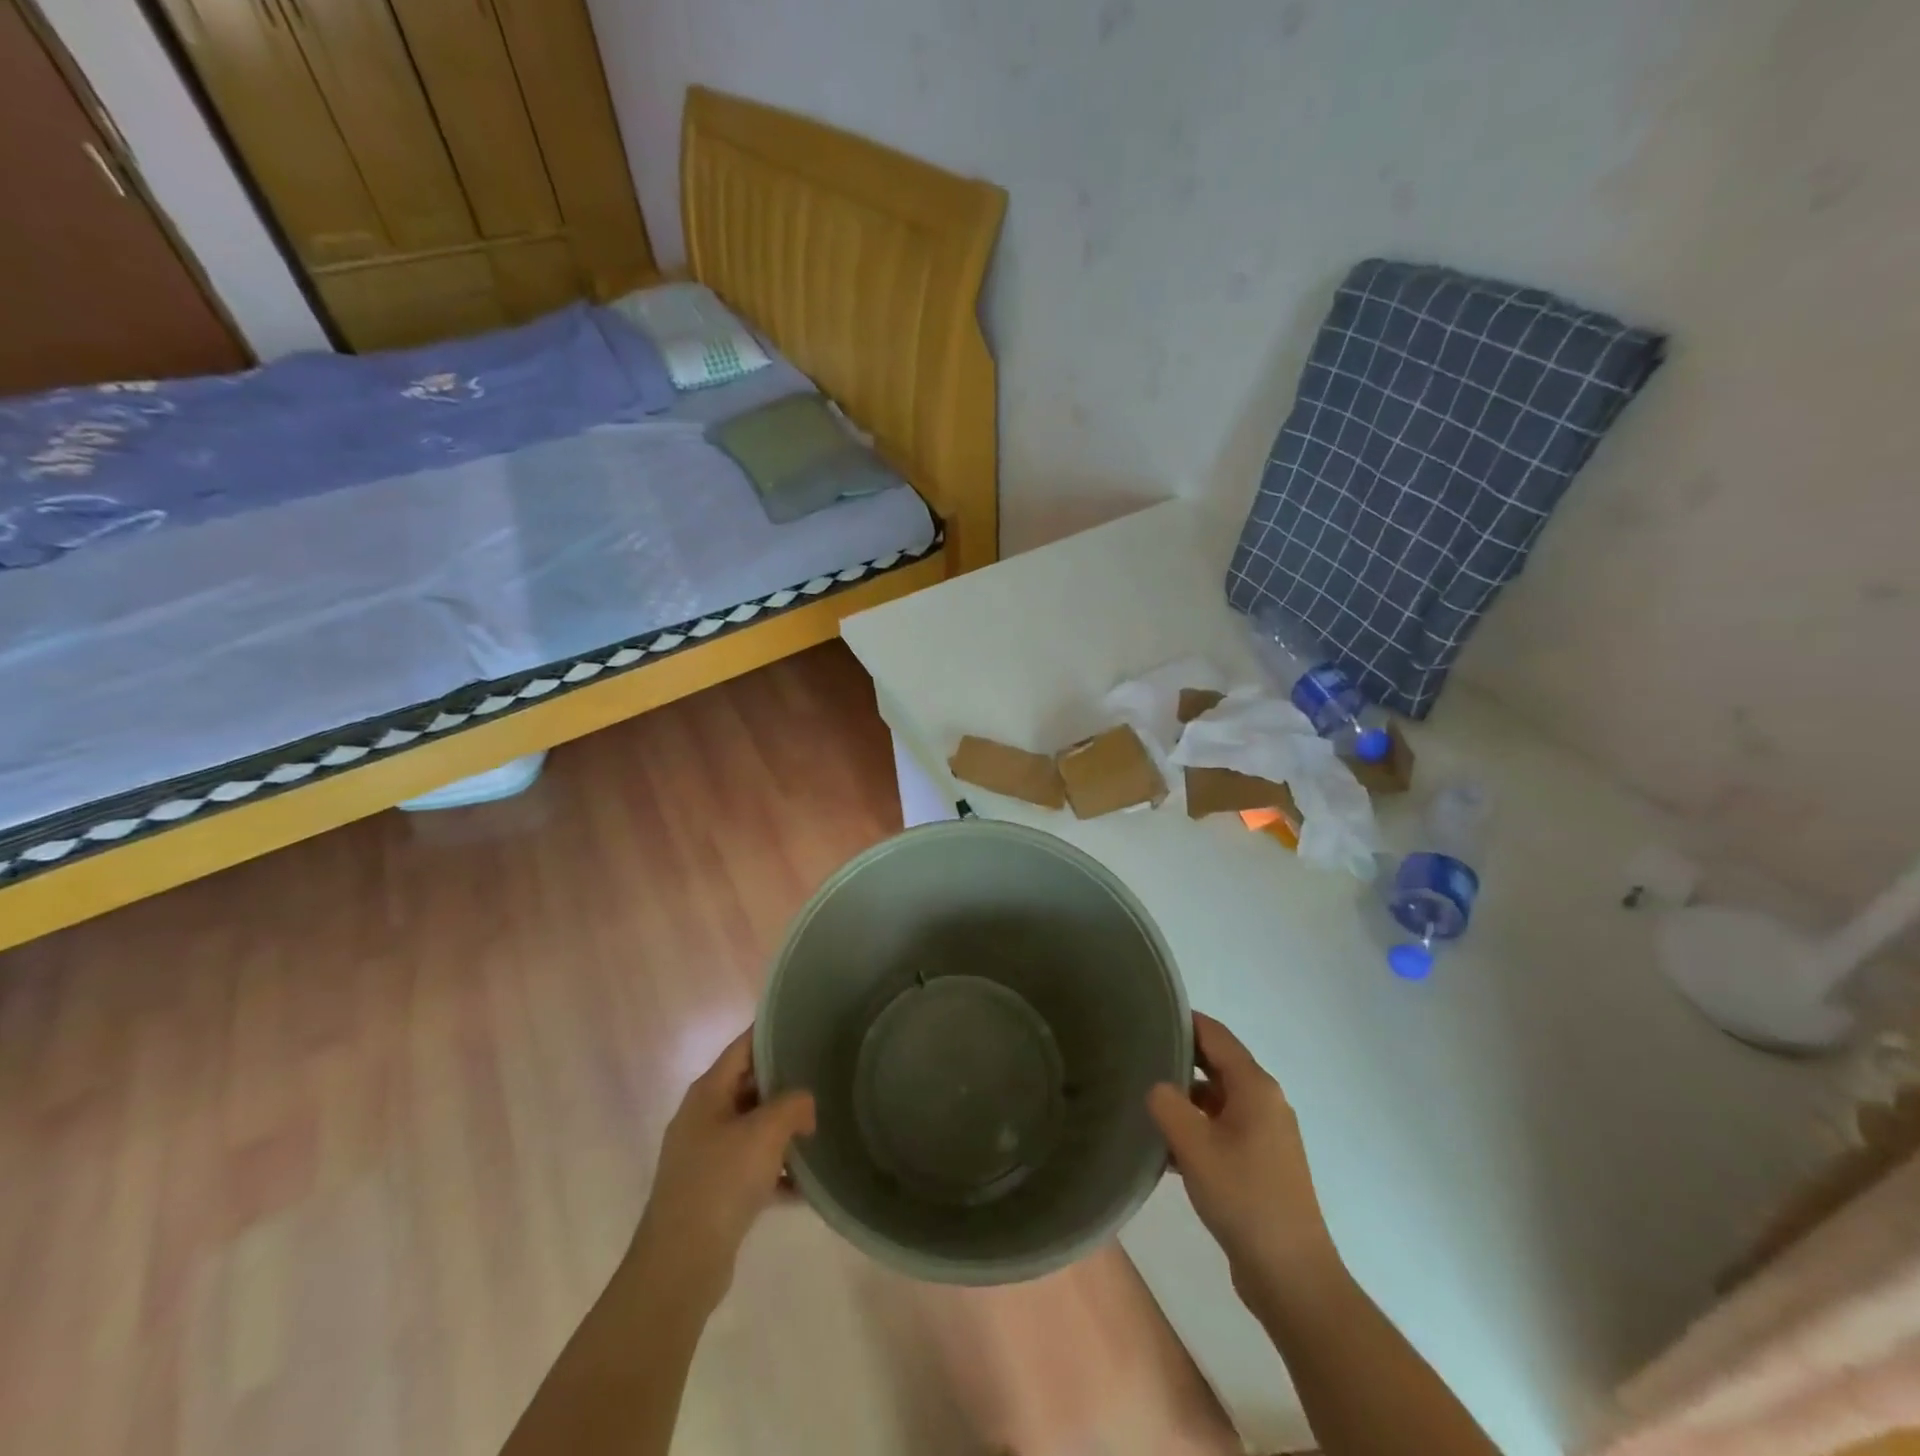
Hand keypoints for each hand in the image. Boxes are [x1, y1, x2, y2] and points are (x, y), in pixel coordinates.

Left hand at [630, 1029, 814, 1313]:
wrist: (680, 1265)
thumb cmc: (721, 1182)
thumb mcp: (766, 1132)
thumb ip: (794, 1104)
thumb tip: (805, 1107)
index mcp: (708, 1092)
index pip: (744, 1046)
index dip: (773, 1034)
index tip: (807, 1028)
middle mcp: (703, 1117)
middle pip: (750, 1086)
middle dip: (785, 1084)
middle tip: (823, 1078)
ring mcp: (705, 1155)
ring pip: (753, 1128)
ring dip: (784, 1130)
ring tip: (820, 1129)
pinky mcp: (712, 1191)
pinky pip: (751, 1167)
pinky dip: (776, 1170)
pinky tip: (805, 1185)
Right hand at [1147, 1012, 1334, 1291]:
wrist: (1292, 1276)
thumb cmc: (1244, 1199)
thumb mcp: (1194, 1146)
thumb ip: (1167, 1105)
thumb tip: (1156, 1088)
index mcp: (1255, 1087)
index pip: (1215, 1035)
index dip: (1183, 1021)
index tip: (1146, 1016)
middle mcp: (1264, 1102)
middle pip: (1215, 1065)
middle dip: (1177, 1059)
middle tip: (1135, 1057)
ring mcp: (1265, 1134)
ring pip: (1216, 1100)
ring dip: (1183, 1099)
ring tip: (1141, 1101)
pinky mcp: (1260, 1164)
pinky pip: (1221, 1129)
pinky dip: (1195, 1129)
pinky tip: (1164, 1148)